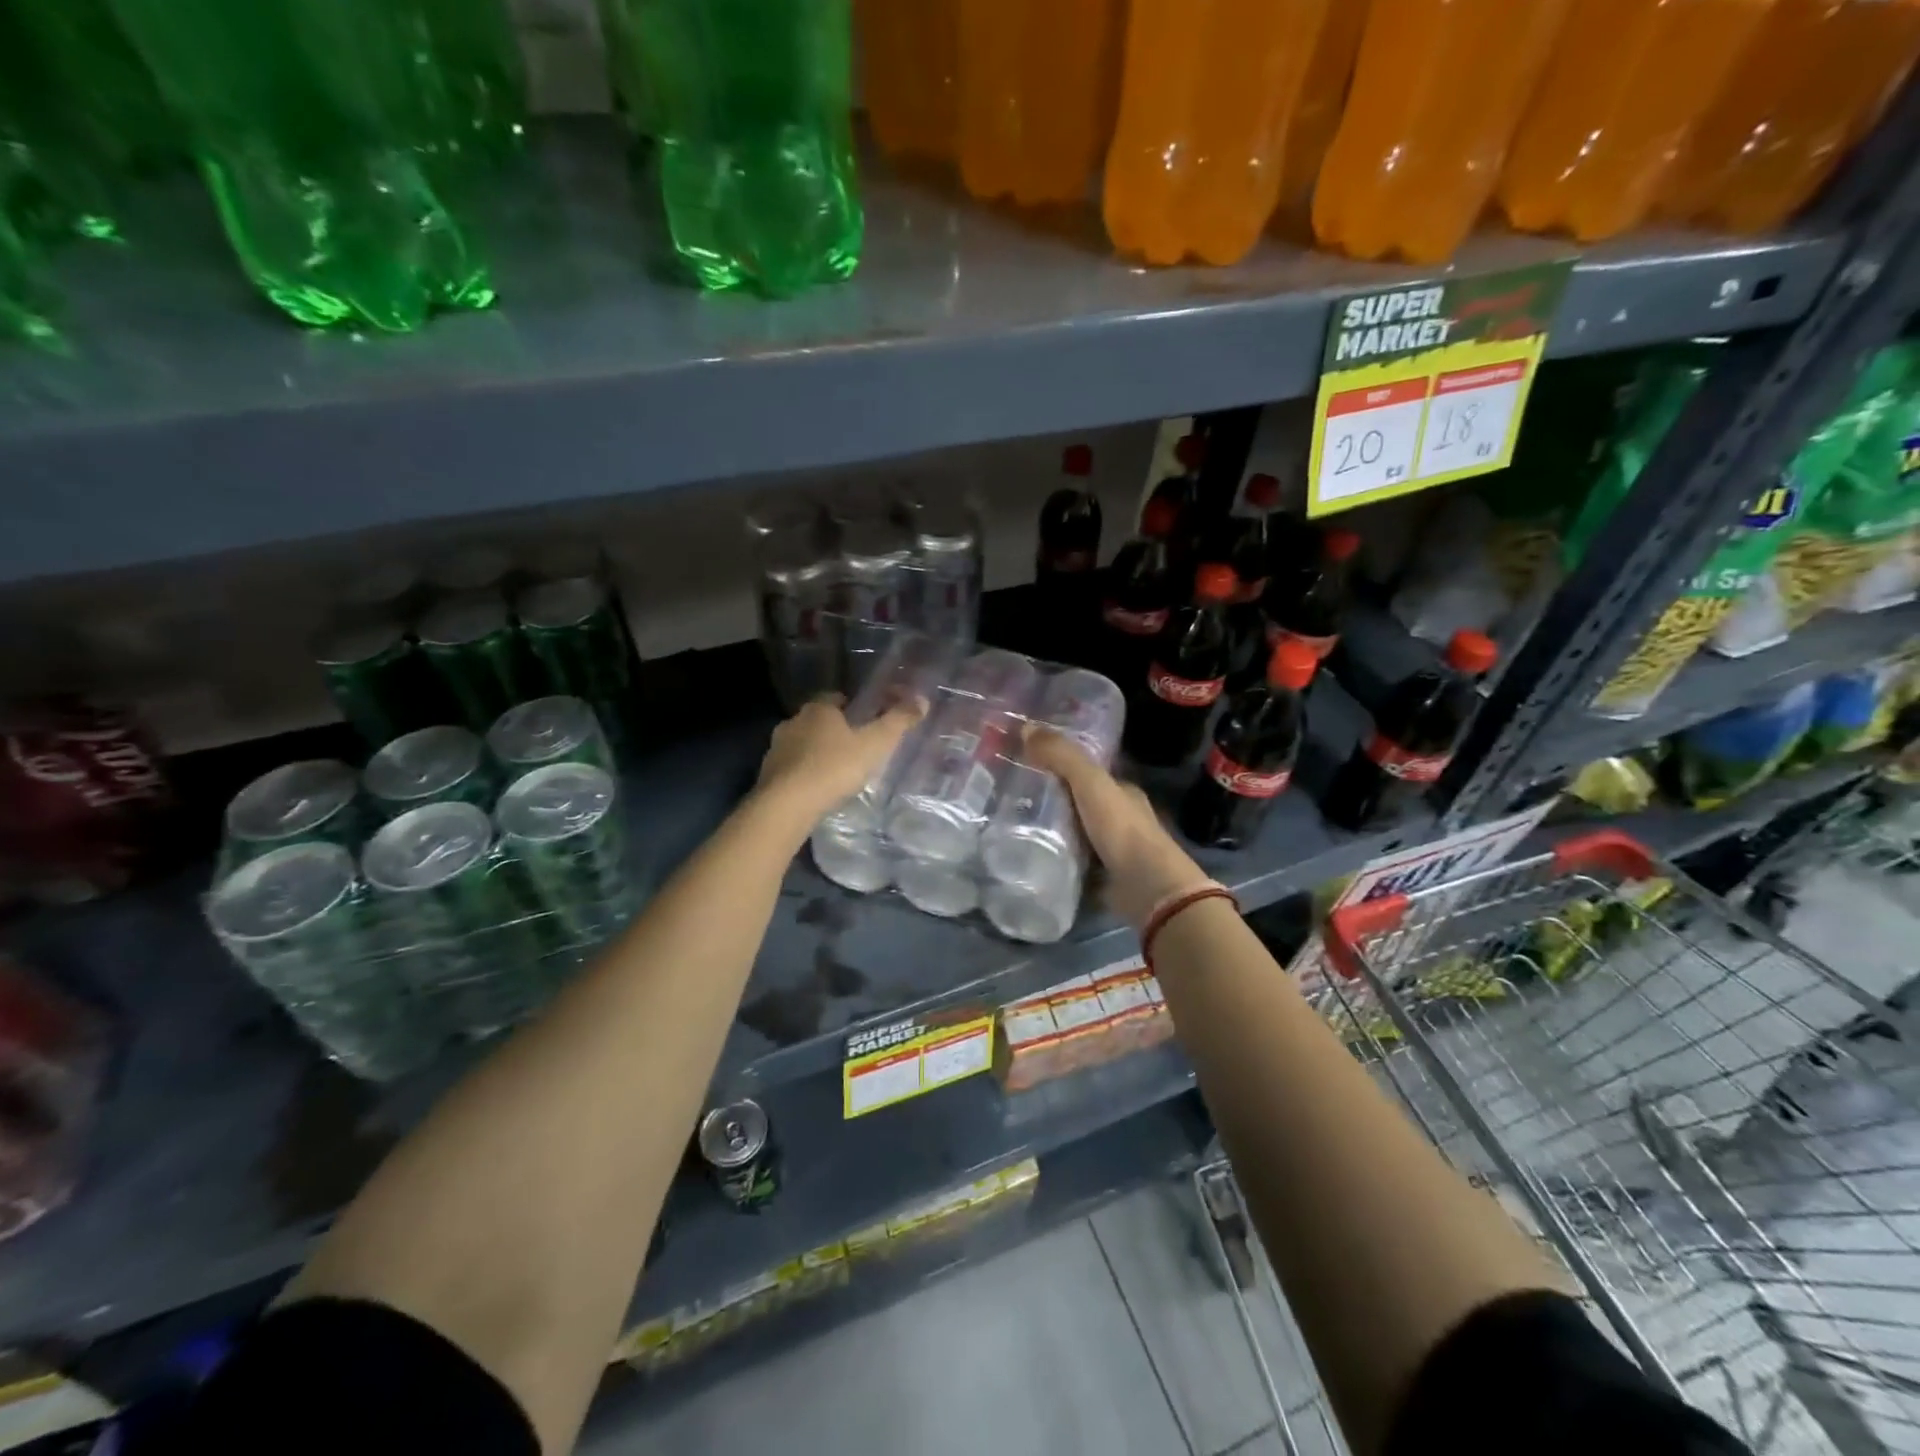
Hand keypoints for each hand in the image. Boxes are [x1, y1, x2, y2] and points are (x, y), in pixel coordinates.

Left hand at [754, 695, 925, 827]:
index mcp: (818, 709)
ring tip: (837, 771)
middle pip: (818, 720)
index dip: (852, 707)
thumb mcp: (874, 744)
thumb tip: (922, 700)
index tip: (866, 721)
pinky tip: (817, 789)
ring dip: (816, 752)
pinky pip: (791, 767)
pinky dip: (803, 773)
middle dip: (834, 730)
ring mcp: (776, 748)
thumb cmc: (834, 768)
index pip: (836, 697)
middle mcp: (793, 722)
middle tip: (855, 748)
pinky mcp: (767, 774)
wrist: (786, 805)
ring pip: (802, 744)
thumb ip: (898, 722)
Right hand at [1024, 727, 1212, 930]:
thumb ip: (1062, 756)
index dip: (1060, 764)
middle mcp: (1118, 818)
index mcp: (1121, 792)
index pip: (1087, 772)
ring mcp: (1111, 850)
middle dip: (1050, 799)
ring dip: (1049, 830)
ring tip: (1008, 824)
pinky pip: (1070, 862)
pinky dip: (1053, 859)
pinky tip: (1027, 856)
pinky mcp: (1101, 878)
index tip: (1027, 762)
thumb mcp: (1091, 784)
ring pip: (1073, 833)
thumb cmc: (1122, 829)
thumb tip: (1026, 727)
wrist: (1147, 888)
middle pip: (1078, 803)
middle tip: (1009, 795)